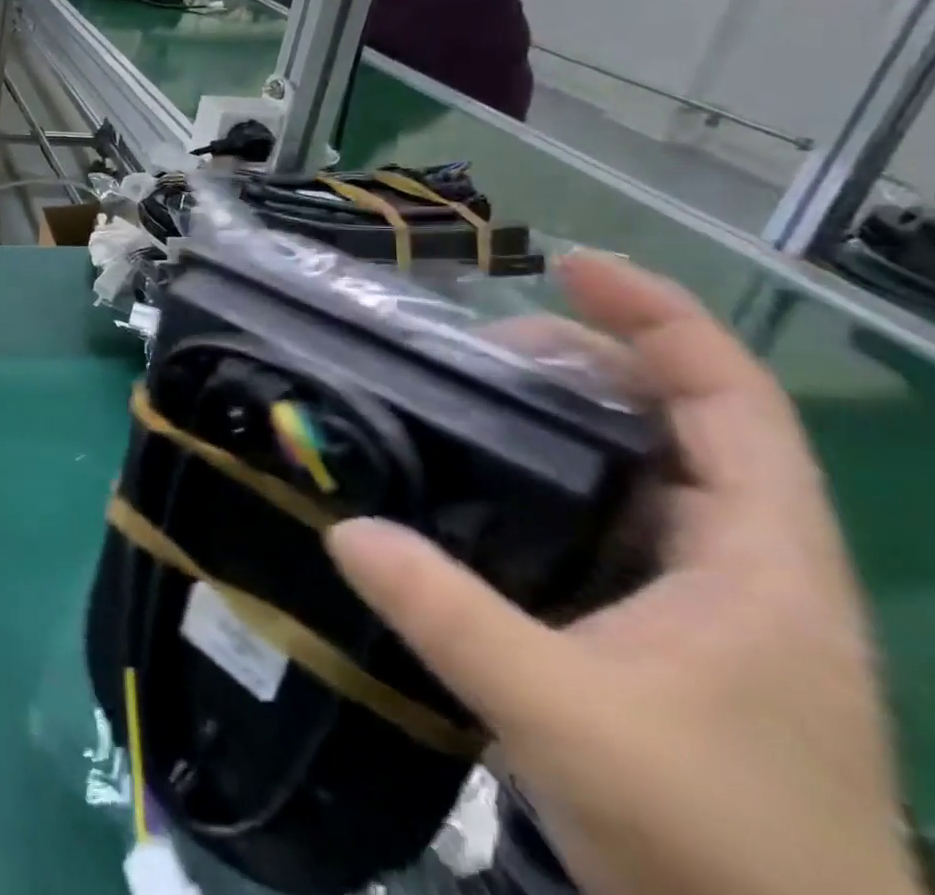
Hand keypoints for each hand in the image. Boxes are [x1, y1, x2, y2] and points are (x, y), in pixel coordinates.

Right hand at [326, 253, 916, 894]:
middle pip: (682, 418)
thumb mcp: (563, 719)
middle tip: (482, 350)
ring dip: (570, 417)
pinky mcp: (671, 629)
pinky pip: (614, 517)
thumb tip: (345, 530)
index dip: (659, 317)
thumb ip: (448, 616)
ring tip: (476, 396)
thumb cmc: (712, 849)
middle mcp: (747, 560)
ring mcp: (712, 598)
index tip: (568, 268)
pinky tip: (491, 483)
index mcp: (760, 560)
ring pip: (646, 468)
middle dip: (588, 362)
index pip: (728, 399)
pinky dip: (558, 476)